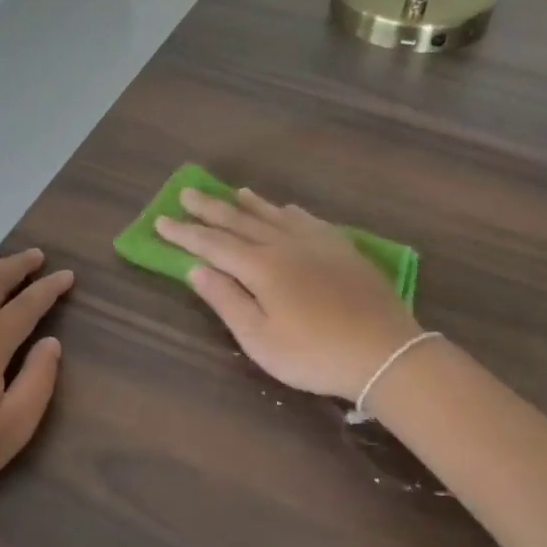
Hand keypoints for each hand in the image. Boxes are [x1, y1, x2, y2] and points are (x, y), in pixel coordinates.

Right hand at [157, 188, 421, 400]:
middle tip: (187, 193)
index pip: (212, 244)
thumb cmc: (313, 354)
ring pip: (275, 215)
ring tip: (232, 192)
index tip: (161, 220)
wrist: (385, 353)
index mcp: (260, 267)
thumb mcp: (259, 338)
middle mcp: (285, 245)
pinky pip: (308, 220)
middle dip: (210, 209)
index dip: (185, 233)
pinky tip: (286, 209)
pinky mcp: (343, 249)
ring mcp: (317, 243)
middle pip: (240, 221)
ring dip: (249, 204)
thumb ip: (226, 300)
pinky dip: (289, 212)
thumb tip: (195, 269)